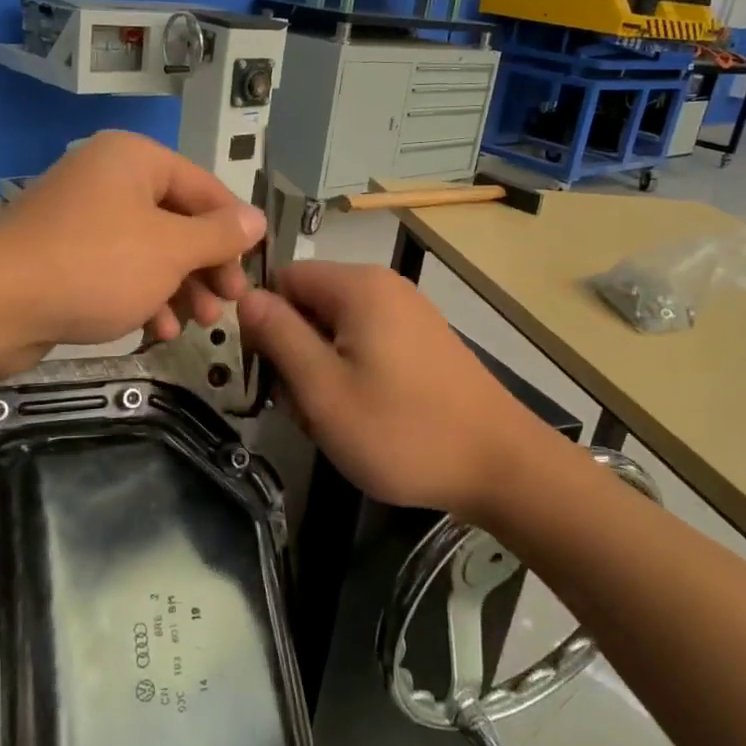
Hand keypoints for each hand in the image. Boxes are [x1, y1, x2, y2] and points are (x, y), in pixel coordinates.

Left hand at [0, 132, 264, 369]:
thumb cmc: (96, 265)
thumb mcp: (170, 250)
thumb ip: (218, 235)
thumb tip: (257, 219)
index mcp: (135, 159)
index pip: (204, 187)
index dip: (233, 230)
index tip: (252, 271)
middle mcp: (108, 178)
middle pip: (177, 219)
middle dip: (205, 266)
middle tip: (227, 303)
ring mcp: (83, 217)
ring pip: (150, 249)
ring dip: (178, 287)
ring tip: (197, 324)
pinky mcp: (64, 255)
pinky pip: (118, 269)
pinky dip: (142, 295)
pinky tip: (156, 330)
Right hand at [238, 262, 552, 519]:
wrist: (500, 466)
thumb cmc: (402, 430)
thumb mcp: (323, 389)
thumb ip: (279, 336)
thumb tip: (245, 295)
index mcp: (358, 286)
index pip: (284, 279)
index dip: (264, 321)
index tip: (269, 372)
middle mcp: (384, 288)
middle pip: (309, 305)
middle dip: (295, 354)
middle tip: (305, 409)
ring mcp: (408, 315)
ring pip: (335, 332)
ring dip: (321, 373)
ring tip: (335, 420)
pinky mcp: (422, 343)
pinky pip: (366, 346)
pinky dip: (352, 377)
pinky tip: (363, 418)